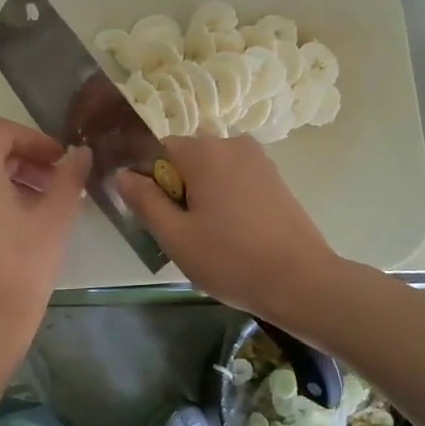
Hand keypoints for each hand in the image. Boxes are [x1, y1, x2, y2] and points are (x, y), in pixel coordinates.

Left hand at [0, 120, 90, 361]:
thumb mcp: (54, 219)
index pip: (3, 132)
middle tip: (56, 183)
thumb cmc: (21, 267)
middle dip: (23, 161)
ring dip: (6, 179)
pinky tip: (13, 224)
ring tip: (39, 204)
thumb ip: (69, 178)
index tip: (62, 162)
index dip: (36, 140)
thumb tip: (82, 153)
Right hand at [114, 135, 340, 324]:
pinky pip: (235, 179)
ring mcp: (259, 160)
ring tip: (209, 238)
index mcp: (205, 151)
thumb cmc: (231, 259)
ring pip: (212, 171)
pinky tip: (233, 234)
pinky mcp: (275, 178)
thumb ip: (144, 200)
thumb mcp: (175, 236)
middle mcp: (232, 144)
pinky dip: (226, 199)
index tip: (156, 216)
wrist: (301, 281)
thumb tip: (122, 175)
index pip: (157, 150)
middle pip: (186, 159)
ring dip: (202, 196)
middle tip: (182, 234)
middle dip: (177, 189)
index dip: (149, 181)